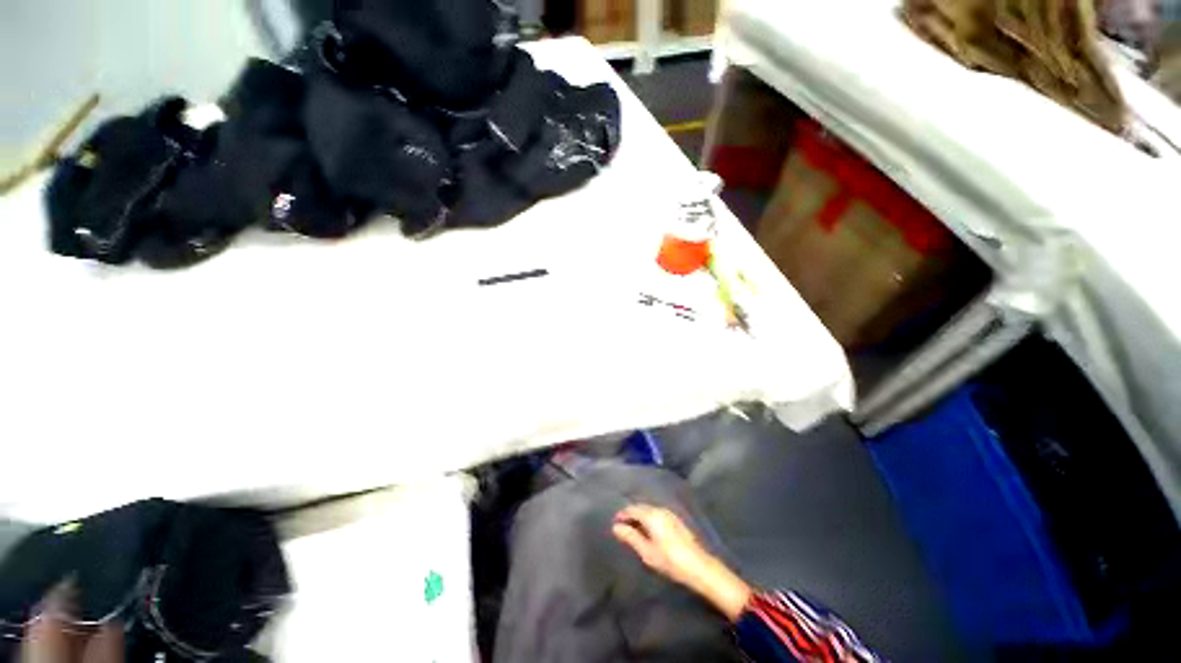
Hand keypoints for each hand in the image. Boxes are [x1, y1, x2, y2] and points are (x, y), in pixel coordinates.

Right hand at [613, 505, 751, 621]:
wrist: (698, 566)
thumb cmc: (670, 560)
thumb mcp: (647, 551)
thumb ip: (631, 537)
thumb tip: (616, 527)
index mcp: (651, 515)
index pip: (632, 509)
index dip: (622, 515)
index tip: (614, 523)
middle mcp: (660, 509)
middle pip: (641, 507)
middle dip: (631, 515)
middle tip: (622, 527)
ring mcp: (669, 514)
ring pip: (649, 510)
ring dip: (640, 517)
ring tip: (633, 530)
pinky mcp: (676, 520)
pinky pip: (657, 514)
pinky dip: (649, 519)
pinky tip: (648, 531)